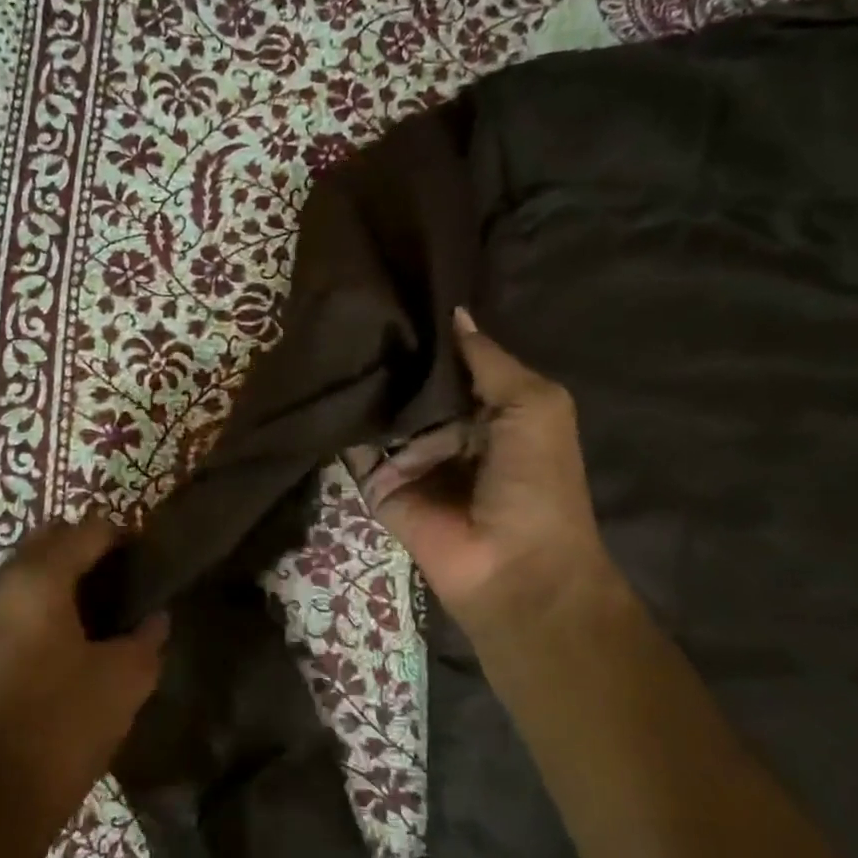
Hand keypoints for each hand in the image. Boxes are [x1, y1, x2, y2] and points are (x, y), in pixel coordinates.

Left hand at [0, 516, 167, 829]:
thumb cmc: (67, 724)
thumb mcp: (126, 677)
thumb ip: (147, 635)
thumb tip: (156, 617)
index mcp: (38, 579)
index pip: (88, 531)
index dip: (124, 537)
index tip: (150, 559)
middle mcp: (1, 581)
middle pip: (51, 539)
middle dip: (89, 548)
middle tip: (127, 578)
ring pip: (28, 566)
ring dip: (63, 571)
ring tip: (102, 605)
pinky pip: (13, 594)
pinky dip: (43, 596)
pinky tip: (72, 630)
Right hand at [350, 309, 614, 629]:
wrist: (512, 568)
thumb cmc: (536, 482)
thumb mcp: (535, 405)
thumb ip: (490, 361)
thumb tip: (456, 312)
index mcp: (490, 412)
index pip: (453, 365)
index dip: (431, 334)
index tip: (397, 290)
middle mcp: (447, 432)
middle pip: (412, 387)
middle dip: (390, 355)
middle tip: (354, 307)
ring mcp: (410, 460)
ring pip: (380, 414)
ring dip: (362, 384)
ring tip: (330, 336)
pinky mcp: (379, 487)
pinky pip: (356, 450)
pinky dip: (341, 425)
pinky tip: (321, 385)